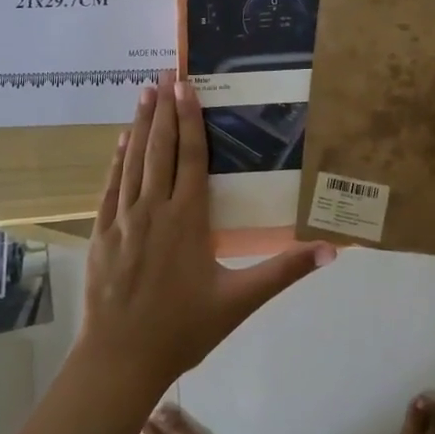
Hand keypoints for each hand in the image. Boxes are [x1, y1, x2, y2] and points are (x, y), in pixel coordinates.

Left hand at [78, 72, 334, 391]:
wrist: (120, 359)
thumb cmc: (184, 329)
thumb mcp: (240, 301)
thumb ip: (284, 271)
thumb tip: (332, 250)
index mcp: (188, 218)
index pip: (191, 157)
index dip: (190, 119)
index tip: (186, 86)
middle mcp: (154, 208)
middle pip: (160, 149)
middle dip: (164, 109)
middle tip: (165, 73)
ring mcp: (123, 219)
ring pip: (134, 161)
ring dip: (139, 125)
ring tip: (144, 92)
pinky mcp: (102, 234)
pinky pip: (110, 187)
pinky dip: (116, 161)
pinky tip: (120, 141)